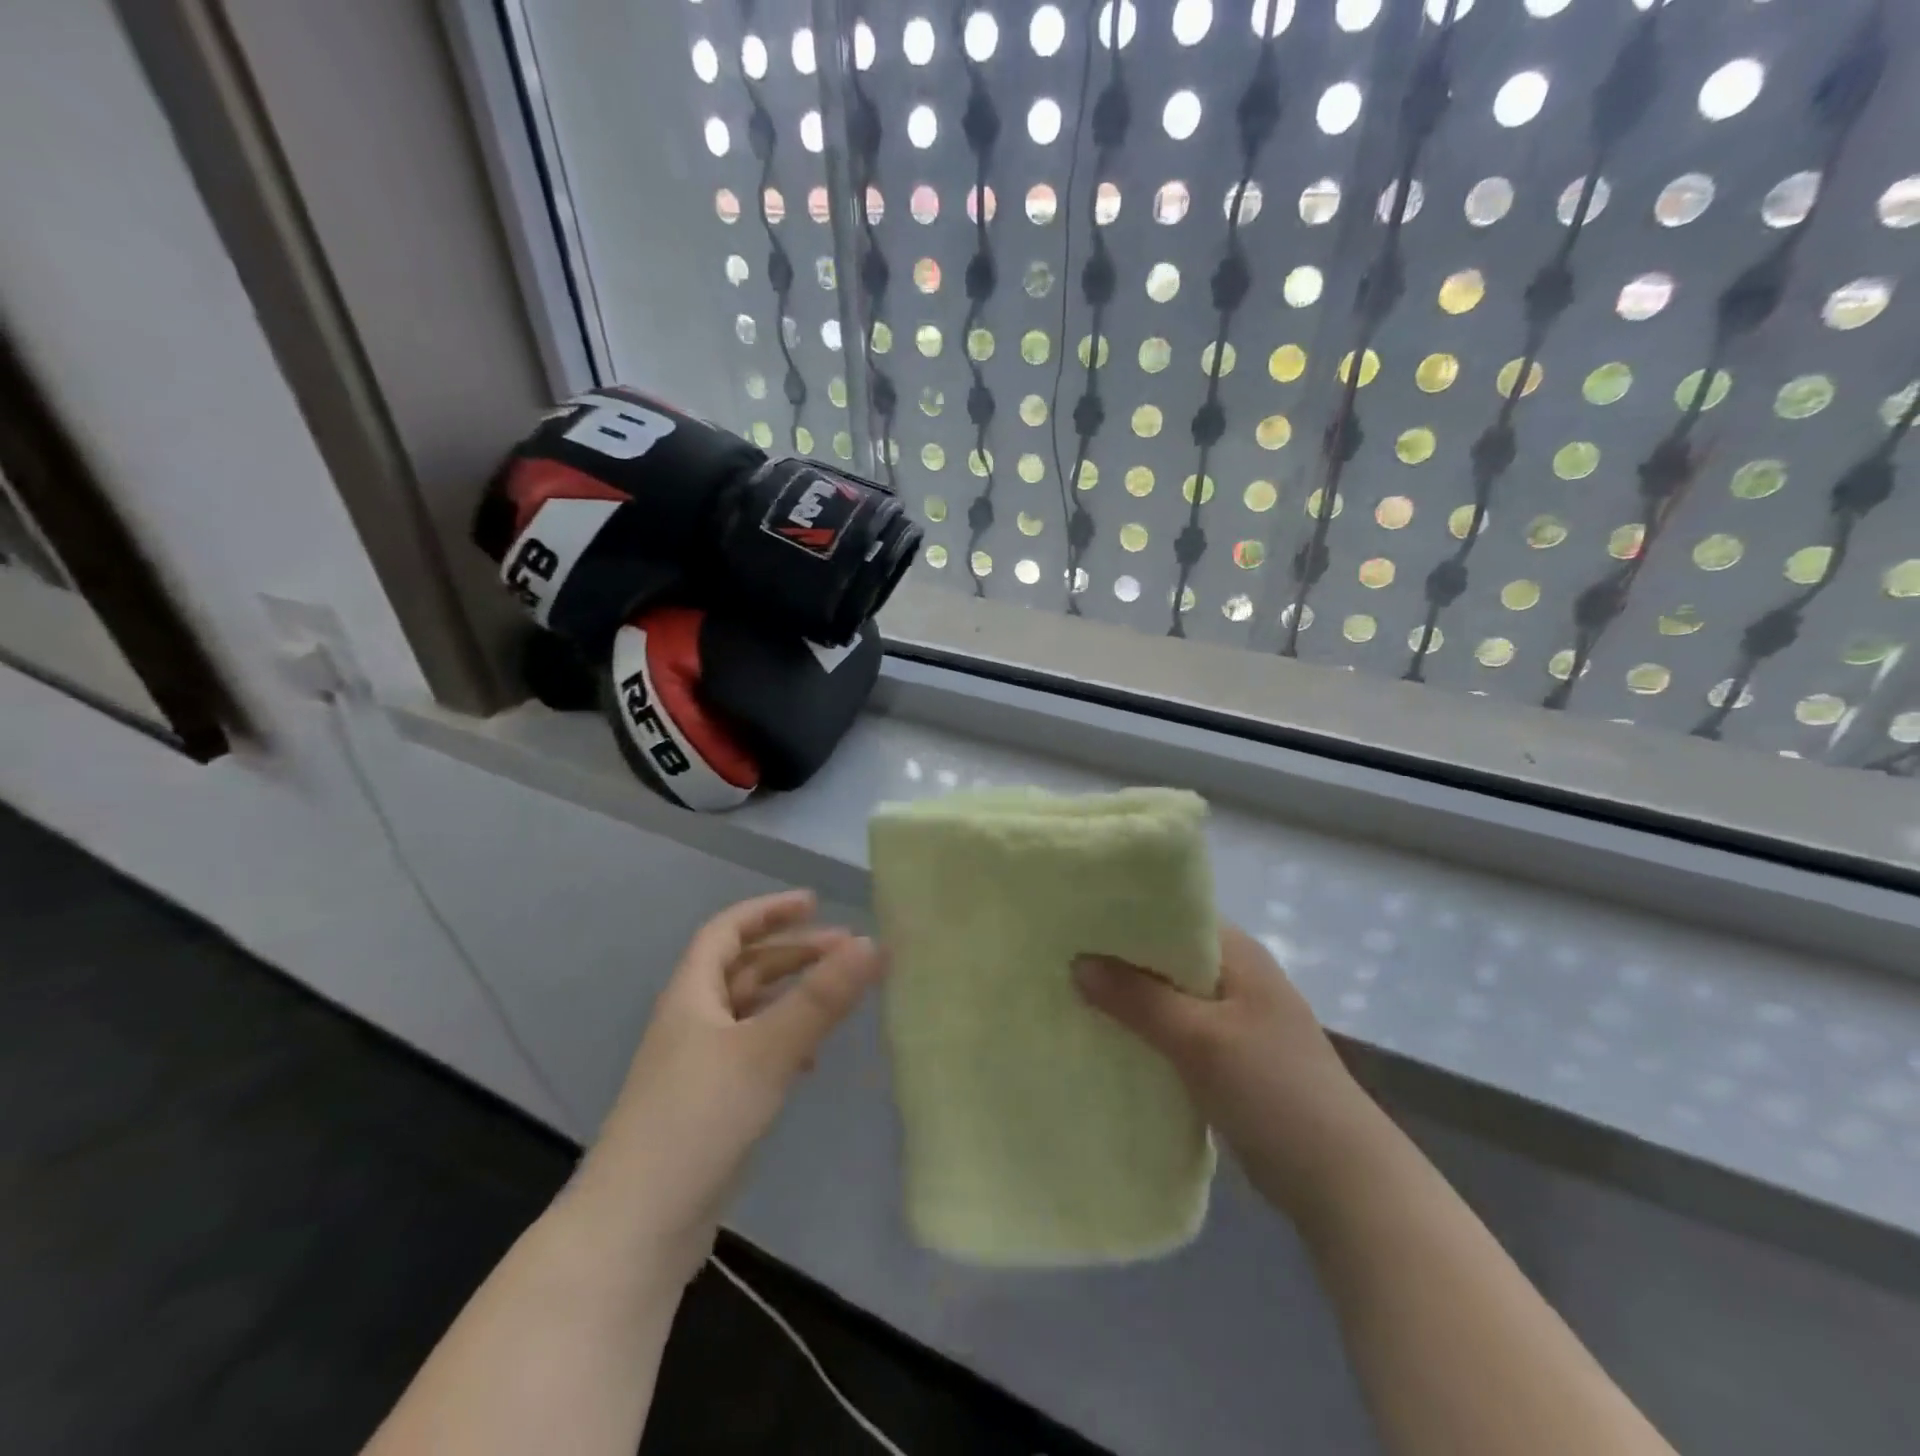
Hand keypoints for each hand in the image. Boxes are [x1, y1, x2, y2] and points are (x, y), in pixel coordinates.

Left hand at [572, 890, 884, 1280]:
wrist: (637, 1229)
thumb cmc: (697, 1119)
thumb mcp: (765, 1050)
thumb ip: (821, 998)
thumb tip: (872, 943)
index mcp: (692, 995)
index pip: (727, 930)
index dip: (769, 911)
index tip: (814, 903)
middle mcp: (692, 1021)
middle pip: (744, 969)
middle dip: (794, 953)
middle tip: (847, 950)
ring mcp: (698, 1066)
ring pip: (752, 1011)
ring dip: (792, 995)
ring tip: (839, 996)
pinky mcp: (710, 1105)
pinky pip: (754, 1051)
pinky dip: (785, 1040)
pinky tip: (811, 1059)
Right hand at [1074, 925, 1378, 1221]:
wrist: (1339, 1179)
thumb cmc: (1273, 1088)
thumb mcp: (1200, 1038)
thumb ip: (1138, 998)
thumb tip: (1077, 963)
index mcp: (1237, 953)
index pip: (1172, 913)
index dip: (1125, 913)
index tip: (1074, 917)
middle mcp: (1234, 975)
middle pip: (1165, 955)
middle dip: (1118, 957)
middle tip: (1060, 955)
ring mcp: (1232, 1018)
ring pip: (1166, 995)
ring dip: (1128, 997)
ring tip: (1070, 991)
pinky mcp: (1226, 1057)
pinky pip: (1174, 1030)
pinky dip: (1144, 1030)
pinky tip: (1105, 1036)